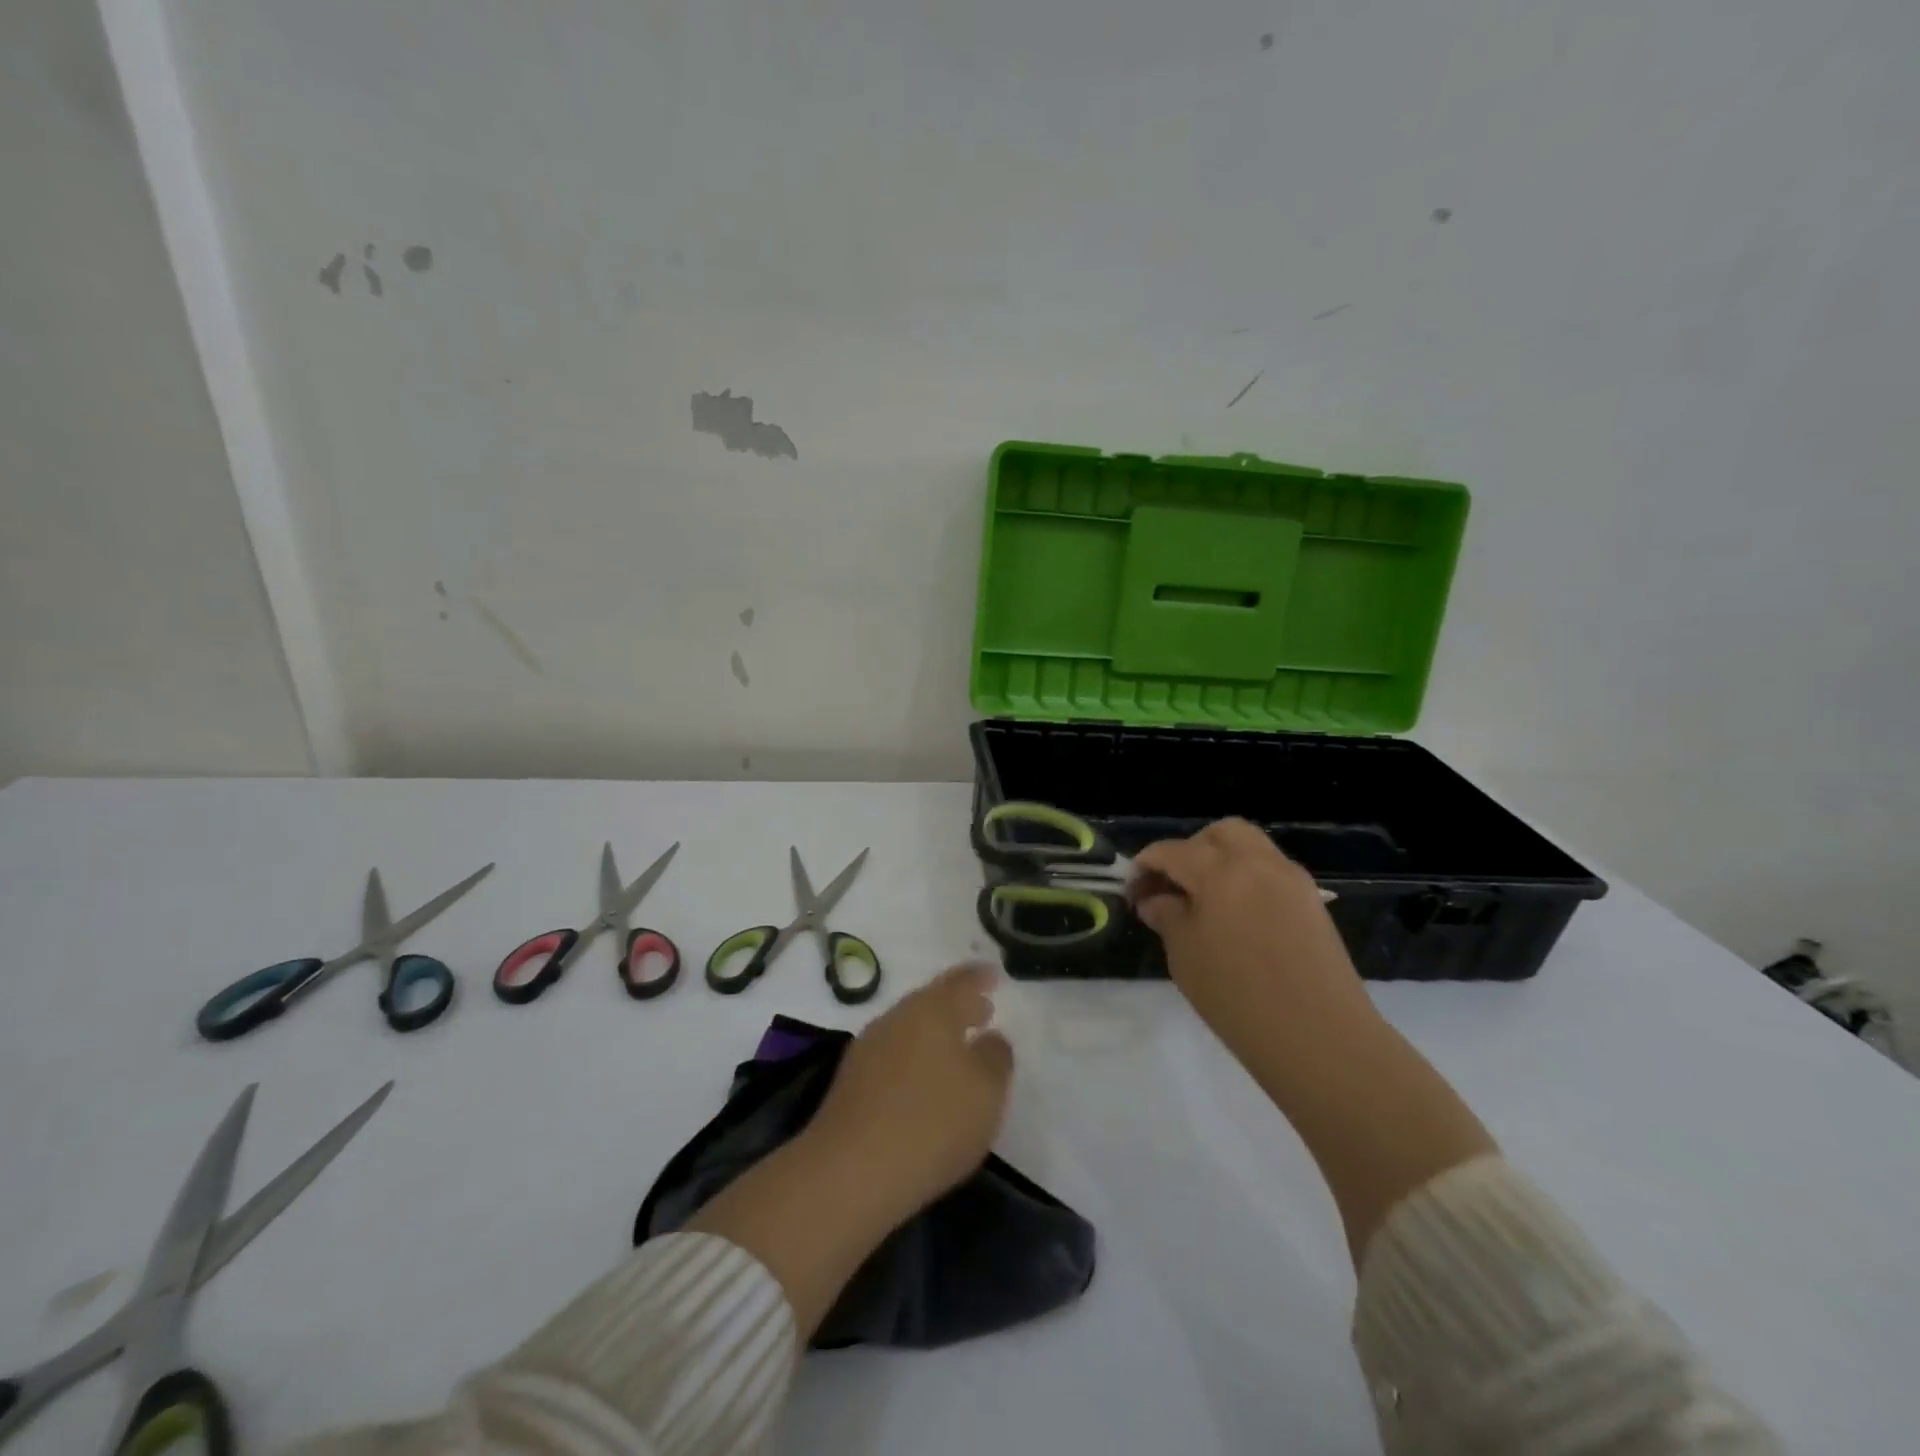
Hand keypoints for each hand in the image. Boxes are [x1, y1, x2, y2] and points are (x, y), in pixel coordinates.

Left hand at [806, 962, 1013, 1217]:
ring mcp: (870, 1045)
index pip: (962, 981)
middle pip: (933, 1000)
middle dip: (958, 1004)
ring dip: (936, 1031)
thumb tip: (991, 1038)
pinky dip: (915, 1055)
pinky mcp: (852, 1078)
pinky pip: (894, 1052)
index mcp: (934, 1009)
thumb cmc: (932, 1123)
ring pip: (911, 1026)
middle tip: (982, 1010)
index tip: (994, 975)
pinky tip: (922, 1079)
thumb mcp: (986, 1093)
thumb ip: (996, 1058)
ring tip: (957, 1047)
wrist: (850, 1170)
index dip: (980, 977)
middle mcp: (899, 1016)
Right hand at [1133, 818, 1374, 1057]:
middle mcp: (1258, 863)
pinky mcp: (1312, 903)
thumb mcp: (1185, 956)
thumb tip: (1156, 900)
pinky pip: (1272, 873)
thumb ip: (1167, 916)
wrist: (1319, 1038)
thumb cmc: (1237, 996)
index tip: (1131, 891)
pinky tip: (1236, 917)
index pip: (1172, 851)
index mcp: (1220, 870)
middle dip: (1190, 849)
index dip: (1145, 866)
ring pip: (1251, 847)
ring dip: (1222, 860)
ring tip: (1205, 900)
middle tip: (1173, 885)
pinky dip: (1248, 880)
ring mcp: (1291, 880)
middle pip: (1219, 834)